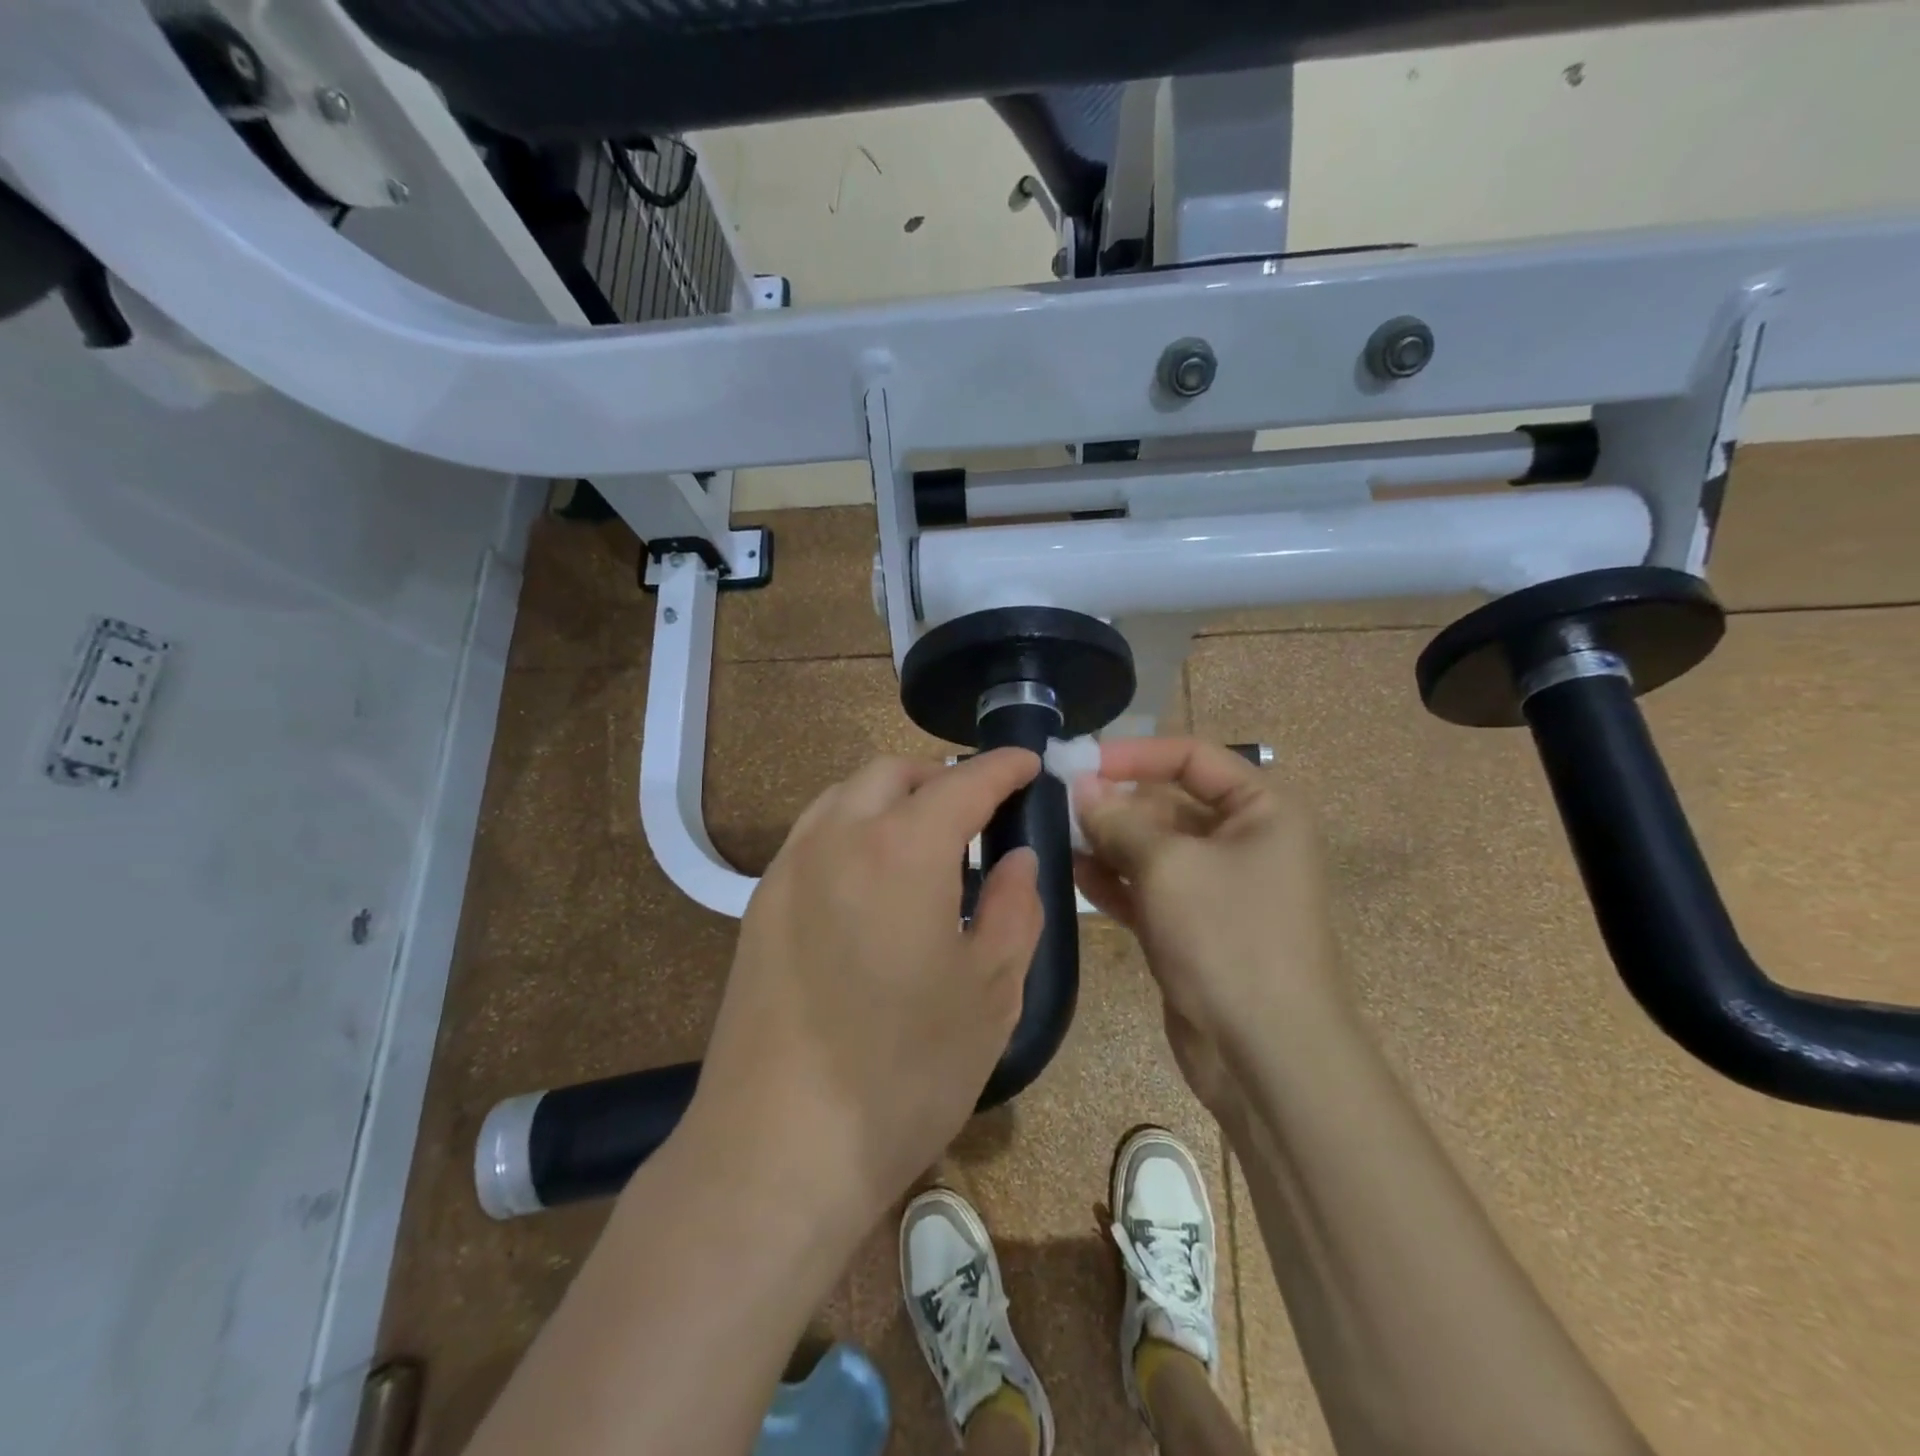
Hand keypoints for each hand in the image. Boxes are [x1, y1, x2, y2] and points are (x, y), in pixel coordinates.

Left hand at [686, 750, 1044, 1229]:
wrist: (776, 1149)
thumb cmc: (903, 1071)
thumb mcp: (990, 991)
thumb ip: (1014, 908)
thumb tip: (1017, 858)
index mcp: (901, 849)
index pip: (961, 782)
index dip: (1001, 766)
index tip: (1027, 762)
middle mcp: (837, 838)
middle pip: (892, 773)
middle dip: (941, 776)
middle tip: (979, 809)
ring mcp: (788, 868)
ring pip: (844, 796)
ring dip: (891, 796)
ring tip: (927, 838)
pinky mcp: (759, 905)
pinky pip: (814, 835)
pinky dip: (853, 827)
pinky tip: (873, 879)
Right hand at [1072, 738, 1341, 1106]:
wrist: (1267, 1055)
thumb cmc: (1228, 937)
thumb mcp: (1167, 865)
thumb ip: (1118, 819)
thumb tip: (1081, 786)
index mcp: (1262, 810)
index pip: (1191, 757)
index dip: (1135, 754)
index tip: (1080, 762)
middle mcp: (1244, 840)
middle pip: (1168, 802)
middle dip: (1115, 802)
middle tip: (1057, 803)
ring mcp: (1217, 887)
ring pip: (1153, 847)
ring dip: (1108, 840)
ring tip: (1057, 835)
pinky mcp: (1194, 926)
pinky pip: (1148, 888)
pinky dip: (1115, 880)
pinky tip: (1074, 873)